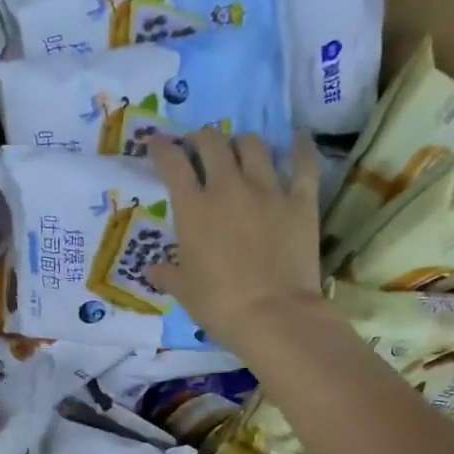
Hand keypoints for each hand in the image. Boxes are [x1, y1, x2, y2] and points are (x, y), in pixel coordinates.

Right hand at [146, 129, 323, 350]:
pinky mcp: (301, 201)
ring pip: (253, 146)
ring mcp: (268, 191)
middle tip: (200, 147)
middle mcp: (228, 188)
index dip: (161, 148)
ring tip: (239, 149)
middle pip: (212, 143)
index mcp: (193, 209)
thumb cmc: (218, 304)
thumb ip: (166, 274)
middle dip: (202, 139)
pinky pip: (303, 164)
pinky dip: (300, 147)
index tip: (155, 143)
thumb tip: (150, 270)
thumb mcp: (183, 291)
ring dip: (241, 142)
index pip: (173, 164)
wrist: (272, 315)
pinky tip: (298, 138)